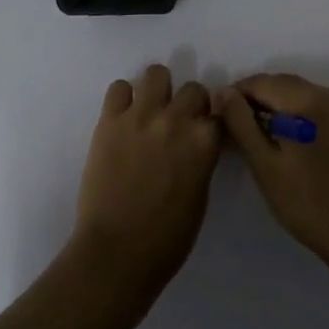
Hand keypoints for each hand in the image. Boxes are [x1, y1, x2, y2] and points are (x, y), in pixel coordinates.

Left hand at [72, 64, 222, 296]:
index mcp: (204, 142)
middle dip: (189, 105)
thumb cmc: (166, 240)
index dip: (211, 123)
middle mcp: (176, 119)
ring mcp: (141, 115)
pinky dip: (123, 99)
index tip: (204, 132)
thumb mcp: (200, 197)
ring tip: (150, 112)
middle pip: (193, 89)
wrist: (115, 254)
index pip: (219, 113)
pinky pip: (119, 87)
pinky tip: (123, 119)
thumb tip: (197, 144)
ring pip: (157, 73)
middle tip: (177, 125)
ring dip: (158, 91)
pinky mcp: (110, 120)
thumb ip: (201, 160)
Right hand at [217, 73, 328, 265]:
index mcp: (304, 98)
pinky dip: (290, 115)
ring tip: (252, 137)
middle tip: (232, 131)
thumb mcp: (266, 165)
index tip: (217, 120)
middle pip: (277, 84)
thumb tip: (223, 91)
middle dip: (251, 100)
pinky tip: (281, 141)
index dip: (233, 97)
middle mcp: (323, 92)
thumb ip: (241, 124)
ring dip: (270, 107)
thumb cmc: (310, 203)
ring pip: (293, 94)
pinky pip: (309, 106)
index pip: (258, 82)